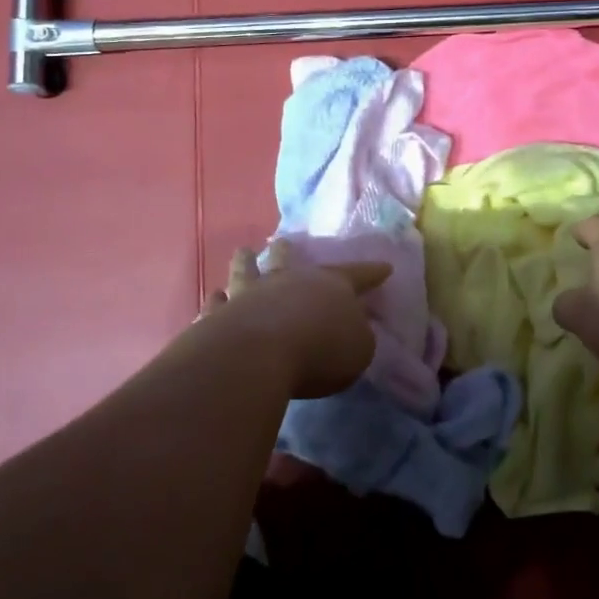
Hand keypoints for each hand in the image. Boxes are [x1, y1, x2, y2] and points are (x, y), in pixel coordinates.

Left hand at [200, 239, 391, 398]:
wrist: (259, 355)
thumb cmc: (321, 350)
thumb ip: (356, 336)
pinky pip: (217, 305)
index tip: (385, 267)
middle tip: (283, 242)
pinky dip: (217, 302)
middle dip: (288, 251)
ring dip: (246, 262)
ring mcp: (250, 294)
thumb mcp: (358, 349)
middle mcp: (288, 281)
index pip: (357, 275)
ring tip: (243, 253)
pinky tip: (214, 298)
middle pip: (288, 259)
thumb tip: (349, 330)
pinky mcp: (219, 316)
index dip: (372, 273)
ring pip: (246, 270)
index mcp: (329, 286)